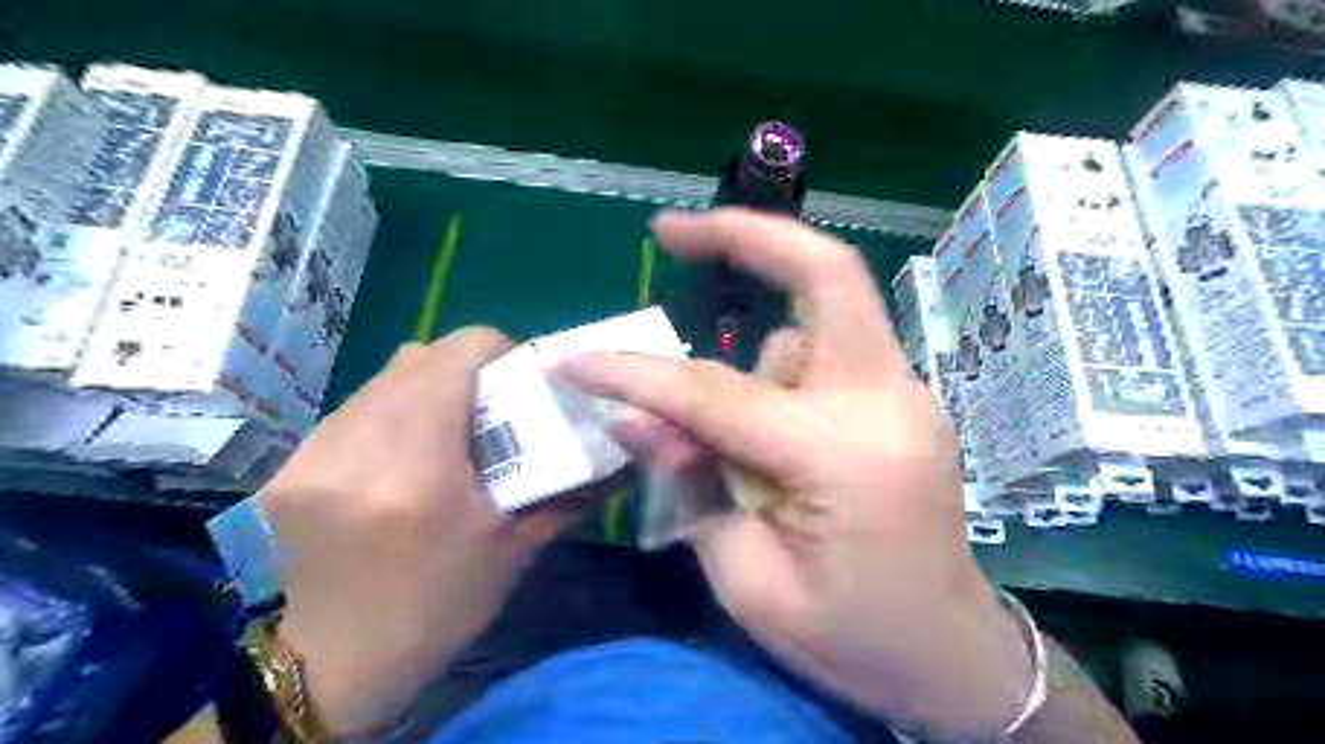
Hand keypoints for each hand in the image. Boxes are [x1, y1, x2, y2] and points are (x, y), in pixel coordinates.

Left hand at [264, 327, 557, 734]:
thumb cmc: (436, 609)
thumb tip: (614, 462)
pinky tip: (404, 454)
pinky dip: (390, 413)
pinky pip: (353, 409)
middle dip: (465, 369)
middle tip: (492, 405)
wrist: (332, 666)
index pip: (456, 356)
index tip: (519, 379)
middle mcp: (356, 446)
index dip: (497, 351)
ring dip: (425, 388)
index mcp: (418, 469)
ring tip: (448, 428)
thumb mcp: (514, 552)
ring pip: (381, 379)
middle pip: (417, 358)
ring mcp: (312, 454)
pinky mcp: (290, 467)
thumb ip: (566, 495)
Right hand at [558, 208, 1035, 738]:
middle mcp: (884, 399)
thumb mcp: (748, 581)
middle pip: (826, 275)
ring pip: (814, 325)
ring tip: (747, 453)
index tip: (571, 362)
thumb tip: (633, 418)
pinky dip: (784, 370)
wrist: (947, 656)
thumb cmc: (848, 639)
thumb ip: (691, 485)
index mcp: (841, 455)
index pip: (713, 392)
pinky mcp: (902, 399)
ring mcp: (905, 392)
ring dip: (760, 362)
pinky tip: (775, 433)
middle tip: (672, 231)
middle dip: (748, 235)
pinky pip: (830, 350)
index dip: (634, 375)